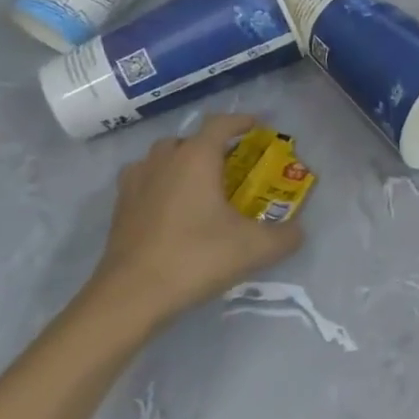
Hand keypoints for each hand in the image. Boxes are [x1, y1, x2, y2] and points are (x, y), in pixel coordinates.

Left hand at [86, 114, 303, 328]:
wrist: (130, 297)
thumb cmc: (195, 258)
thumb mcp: (254, 249)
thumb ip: (285, 236)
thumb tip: (298, 231)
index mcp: (197, 158)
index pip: (221, 123)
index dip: (241, 121)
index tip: (257, 126)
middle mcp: (164, 160)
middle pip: (188, 138)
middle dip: (209, 145)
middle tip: (229, 165)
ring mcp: (136, 183)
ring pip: (160, 157)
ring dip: (179, 162)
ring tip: (197, 184)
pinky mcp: (119, 209)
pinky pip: (142, 181)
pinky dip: (158, 184)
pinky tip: (169, 208)